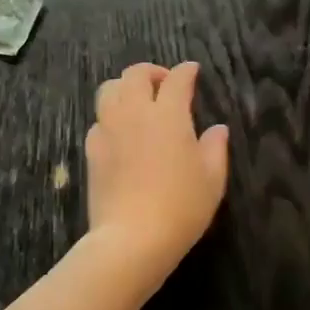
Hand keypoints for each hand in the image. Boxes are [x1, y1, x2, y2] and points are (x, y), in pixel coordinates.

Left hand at [83, 61, 228, 296]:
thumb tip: (218, 129)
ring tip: (137, 101)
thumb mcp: (212, 179)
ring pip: (109, 89)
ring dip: (125, 87)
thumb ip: (216, 148)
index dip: (186, 71)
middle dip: (151, 72)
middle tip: (164, 84)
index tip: (192, 71)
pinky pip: (98, 119)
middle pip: (135, 74)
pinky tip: (120, 132)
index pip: (177, 79)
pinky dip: (110, 116)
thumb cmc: (181, 207)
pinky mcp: (91, 149)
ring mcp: (109, 129)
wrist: (131, 238)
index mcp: (169, 114)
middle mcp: (135, 112)